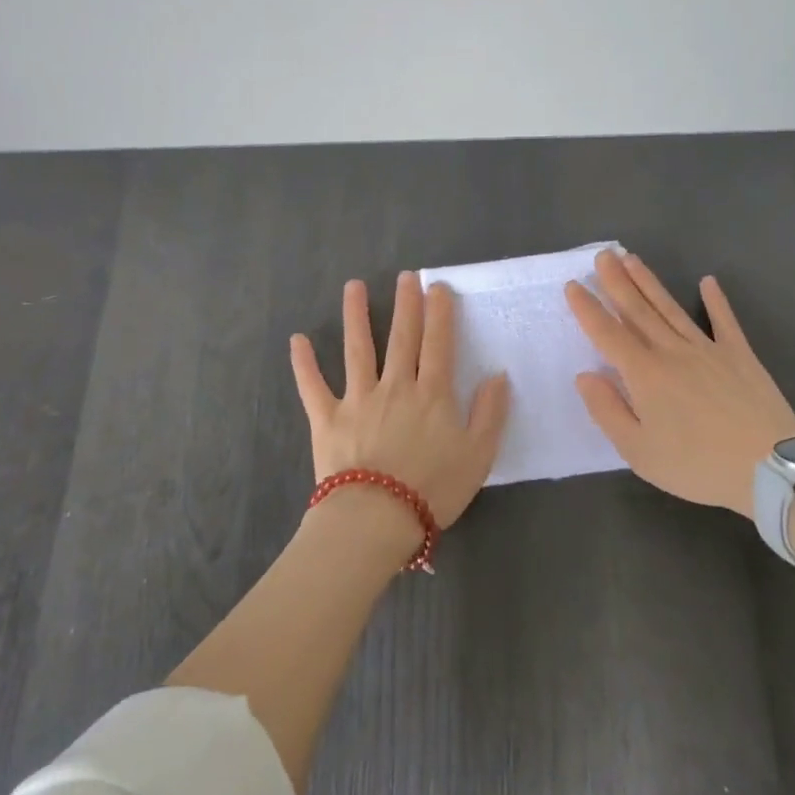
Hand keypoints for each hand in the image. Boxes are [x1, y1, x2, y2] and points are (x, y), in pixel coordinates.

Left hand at [290, 271, 510, 530]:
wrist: (377, 518)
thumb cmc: (433, 489)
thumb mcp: (479, 455)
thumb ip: (490, 413)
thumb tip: (498, 376)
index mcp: (432, 394)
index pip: (439, 344)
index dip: (440, 314)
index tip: (438, 287)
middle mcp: (395, 386)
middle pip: (402, 337)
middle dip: (405, 304)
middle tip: (405, 276)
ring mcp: (358, 399)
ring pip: (358, 350)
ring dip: (356, 316)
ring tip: (354, 287)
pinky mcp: (327, 418)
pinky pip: (312, 386)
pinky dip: (303, 364)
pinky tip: (297, 340)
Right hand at [566, 249, 794, 518]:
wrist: (767, 468)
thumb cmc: (695, 466)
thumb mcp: (638, 451)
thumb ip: (607, 410)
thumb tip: (585, 375)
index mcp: (644, 375)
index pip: (608, 334)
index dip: (588, 309)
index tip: (572, 284)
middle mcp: (672, 352)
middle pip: (638, 311)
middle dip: (617, 281)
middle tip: (604, 254)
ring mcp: (708, 349)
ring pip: (671, 309)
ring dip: (650, 283)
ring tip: (633, 259)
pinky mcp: (740, 355)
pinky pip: (724, 321)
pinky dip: (716, 300)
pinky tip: (708, 282)